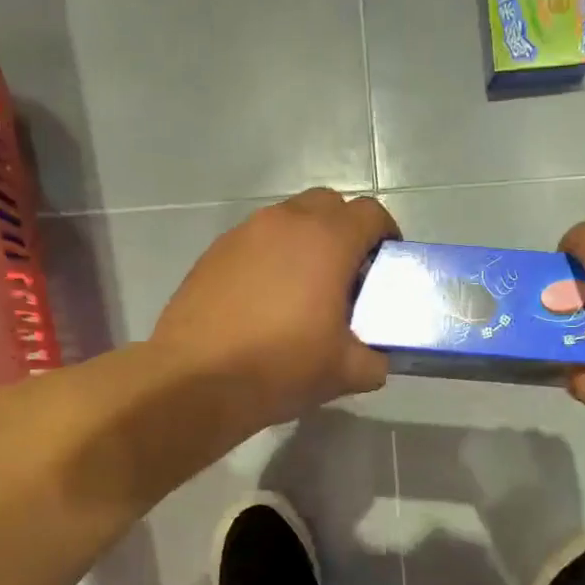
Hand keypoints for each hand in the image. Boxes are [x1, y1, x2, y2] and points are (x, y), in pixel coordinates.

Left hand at [153, 188, 397, 430]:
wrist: (196, 380)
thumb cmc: (281, 367)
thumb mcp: (345, 372)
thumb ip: (373, 360)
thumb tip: (375, 359)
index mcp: (327, 241)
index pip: (370, 214)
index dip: (386, 234)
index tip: (387, 262)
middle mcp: (285, 223)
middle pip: (328, 205)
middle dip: (345, 230)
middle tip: (348, 273)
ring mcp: (244, 233)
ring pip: (288, 220)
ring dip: (305, 242)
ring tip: (305, 288)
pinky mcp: (214, 252)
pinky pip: (255, 242)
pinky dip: (270, 258)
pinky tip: (265, 300)